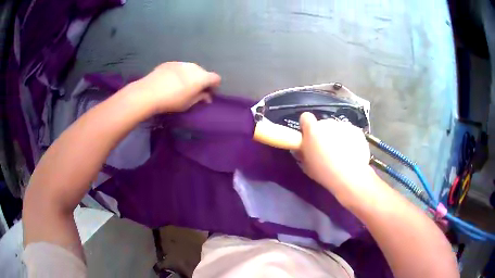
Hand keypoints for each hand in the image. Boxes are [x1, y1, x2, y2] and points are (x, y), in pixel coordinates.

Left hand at [130, 62, 220, 112]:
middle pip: (203, 72)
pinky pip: (179, 68)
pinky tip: (170, 81)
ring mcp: (181, 63)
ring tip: (181, 86)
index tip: (208, 93)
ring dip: (190, 76)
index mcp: (202, 77)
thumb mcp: (188, 103)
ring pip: (190, 69)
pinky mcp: (170, 63)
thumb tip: (207, 97)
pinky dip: (179, 73)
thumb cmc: (172, 100)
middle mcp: (194, 67)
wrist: (149, 92)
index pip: (216, 78)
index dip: (214, 86)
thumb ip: (200, 98)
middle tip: (194, 91)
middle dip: (202, 81)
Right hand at [298, 112, 375, 205]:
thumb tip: (301, 148)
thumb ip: (302, 153)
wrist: (349, 176)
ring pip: (338, 128)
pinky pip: (350, 132)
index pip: (305, 117)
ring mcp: (344, 125)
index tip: (308, 135)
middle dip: (324, 134)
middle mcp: (328, 123)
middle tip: (327, 149)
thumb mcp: (306, 165)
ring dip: (337, 136)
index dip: (306, 126)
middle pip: (323, 124)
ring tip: (341, 153)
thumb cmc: (324, 172)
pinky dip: (350, 139)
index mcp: (313, 130)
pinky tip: (351, 153)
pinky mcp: (357, 130)